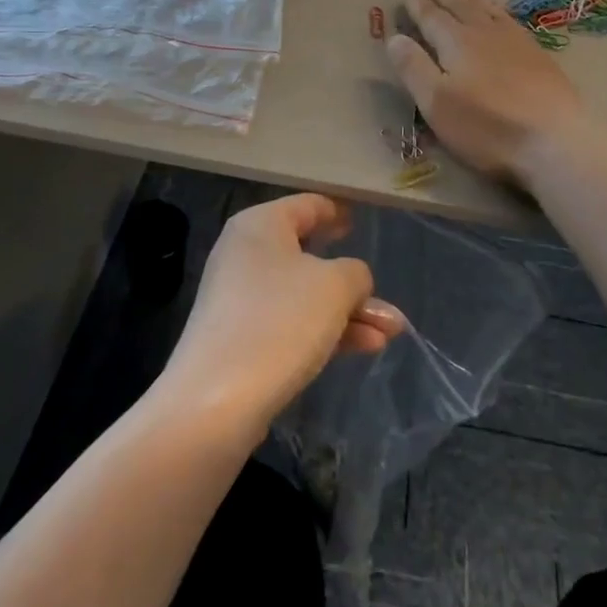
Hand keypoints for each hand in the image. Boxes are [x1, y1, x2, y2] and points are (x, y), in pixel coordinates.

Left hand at [160, 195, 405, 437]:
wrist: (216, 401)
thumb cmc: (279, 321)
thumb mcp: (334, 287)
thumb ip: (355, 273)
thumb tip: (352, 279)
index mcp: (260, 225)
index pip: (307, 205)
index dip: (337, 211)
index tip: (360, 218)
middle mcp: (246, 254)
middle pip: (309, 255)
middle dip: (353, 281)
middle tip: (385, 292)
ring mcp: (241, 299)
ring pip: (305, 296)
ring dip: (349, 312)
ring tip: (391, 332)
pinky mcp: (241, 339)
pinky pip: (291, 323)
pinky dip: (327, 330)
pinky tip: (367, 347)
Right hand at [386, 0, 585, 185]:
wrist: (554, 140)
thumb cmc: (486, 125)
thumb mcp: (436, 102)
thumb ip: (414, 68)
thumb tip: (394, 37)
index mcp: (457, 42)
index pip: (432, 16)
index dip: (417, 4)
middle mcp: (486, 33)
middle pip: (461, 5)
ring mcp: (517, 42)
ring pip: (488, 9)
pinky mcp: (539, 56)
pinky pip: (510, 20)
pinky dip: (496, 11)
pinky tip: (500, 17)